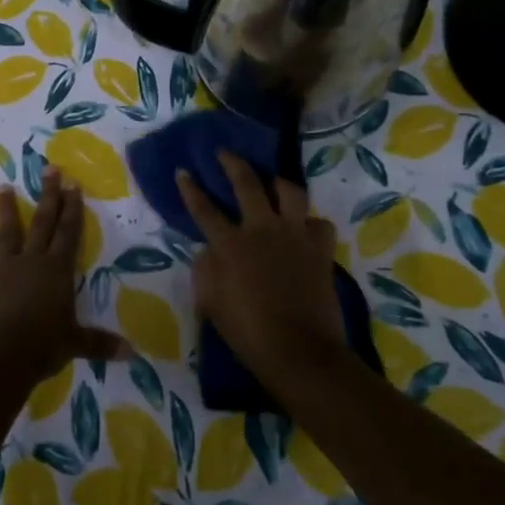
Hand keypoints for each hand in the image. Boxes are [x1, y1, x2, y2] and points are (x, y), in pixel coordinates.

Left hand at [0, 170, 126, 388]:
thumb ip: (100, 343)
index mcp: (57, 270)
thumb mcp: (75, 344)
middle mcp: (31, 262)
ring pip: (7, 234)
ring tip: (4, 187)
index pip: (69, 232)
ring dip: (6, 210)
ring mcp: (3, 271)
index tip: (73, 183)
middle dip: (47, 195)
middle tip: (49, 169)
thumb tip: (132, 353)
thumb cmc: (43, 345)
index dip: (73, 208)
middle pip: (41, 222)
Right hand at [177, 153, 348, 389]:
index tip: (183, 170)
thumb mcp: (210, 303)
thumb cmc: (248, 332)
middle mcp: (262, 229)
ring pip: (290, 191)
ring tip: (272, 182)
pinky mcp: (320, 249)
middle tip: (224, 152)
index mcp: (230, 244)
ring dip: (278, 183)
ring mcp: (295, 235)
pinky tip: (304, 228)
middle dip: (232, 163)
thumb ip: (205, 269)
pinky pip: (318, 222)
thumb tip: (209, 250)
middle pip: (247, 183)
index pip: (204, 208)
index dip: (190, 188)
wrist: (299, 352)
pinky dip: (309, 222)